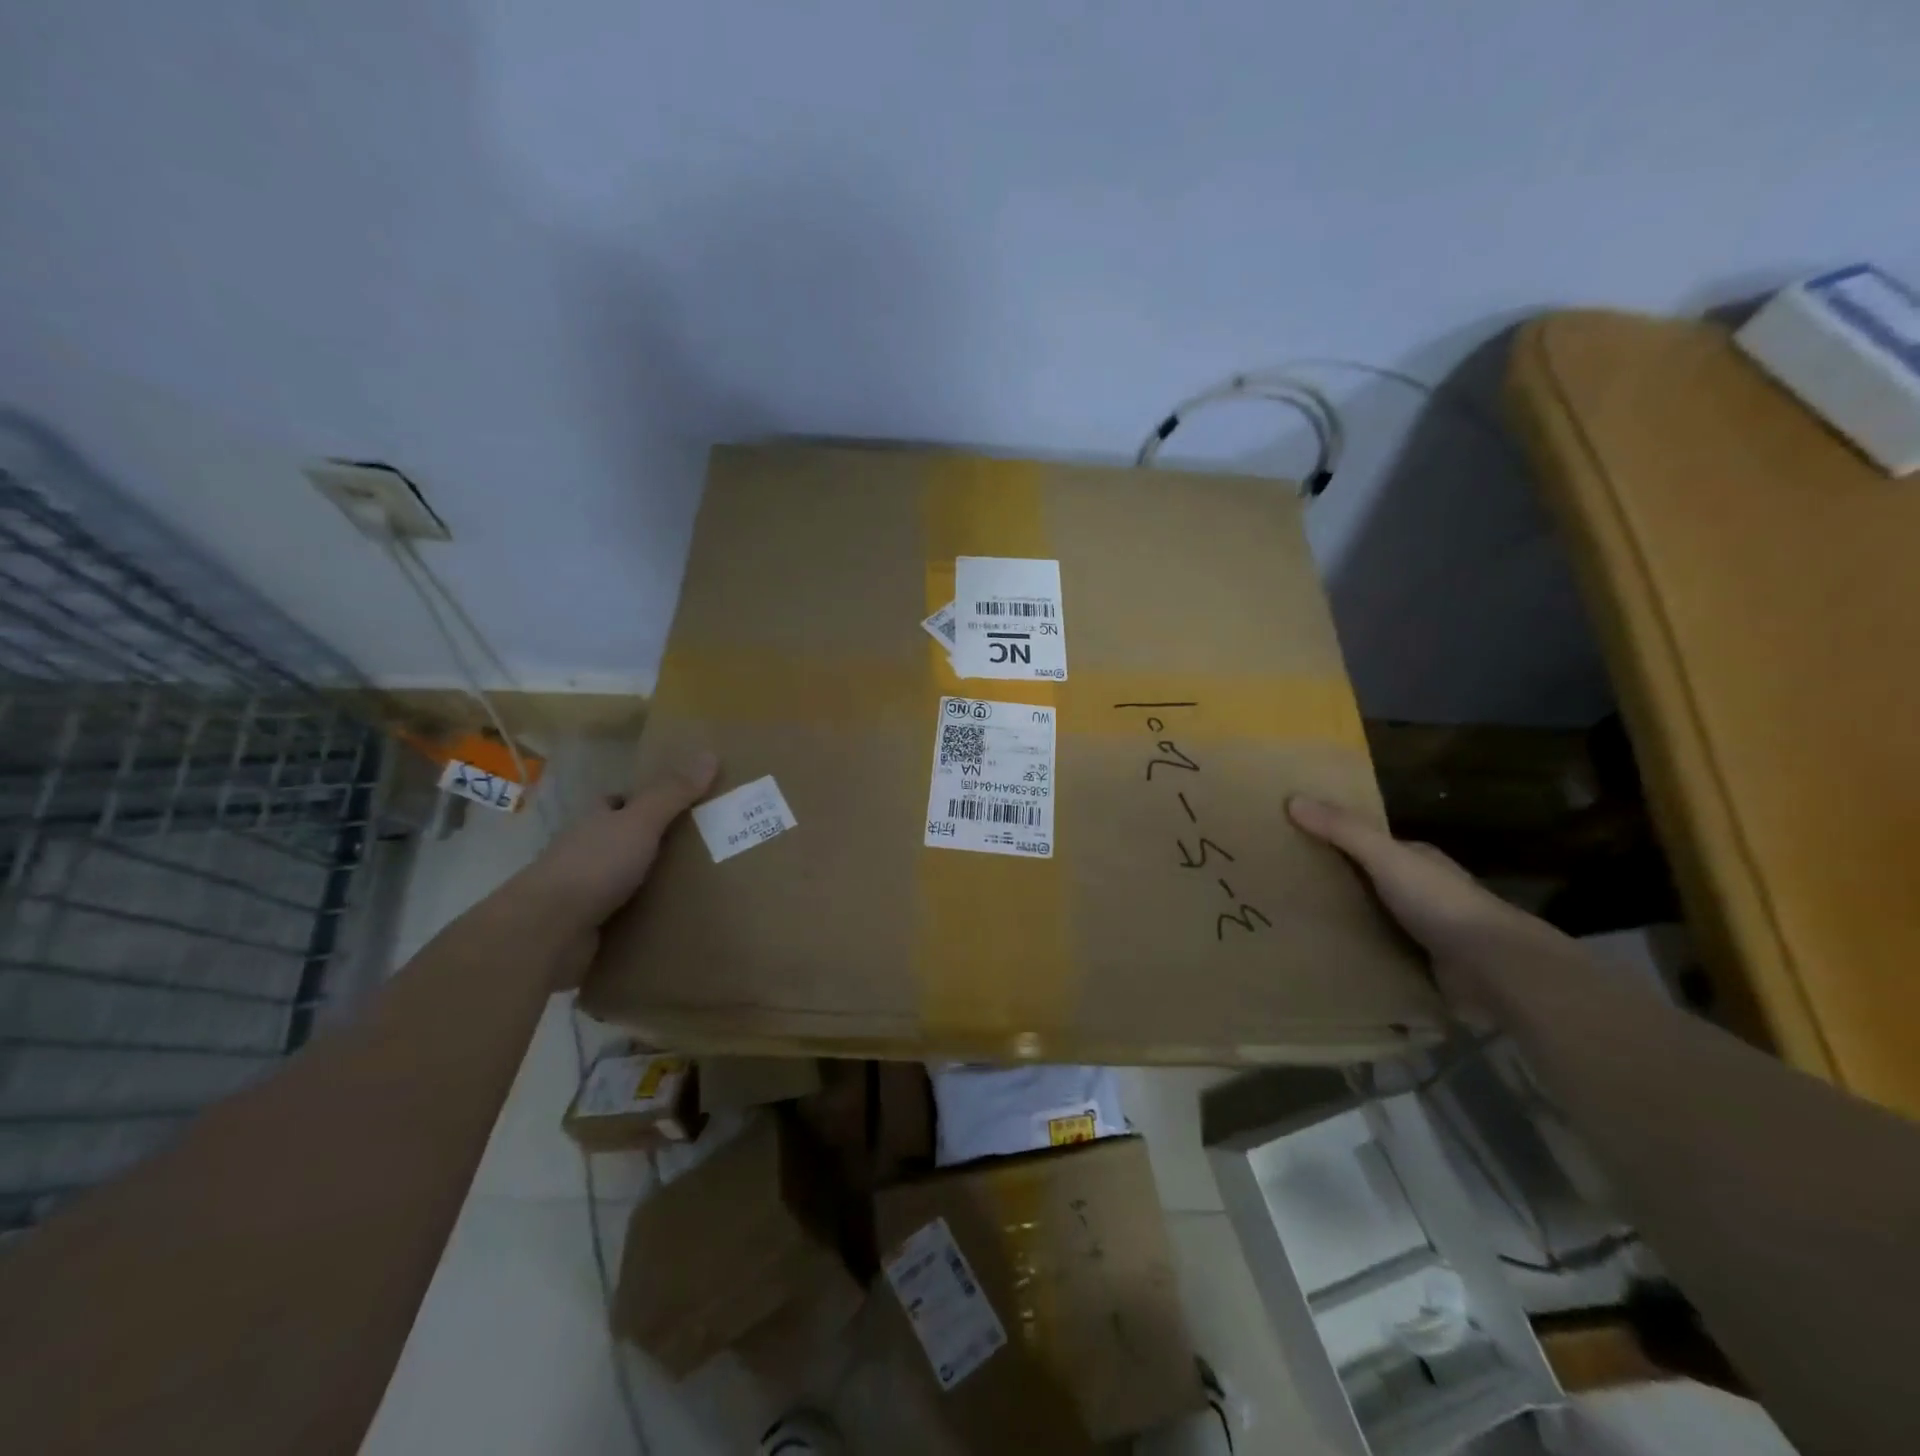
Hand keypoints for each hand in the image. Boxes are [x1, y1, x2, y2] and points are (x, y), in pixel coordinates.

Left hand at [514, 750, 718, 939]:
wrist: (547, 931)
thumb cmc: (594, 864)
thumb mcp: (640, 822)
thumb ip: (672, 793)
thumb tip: (709, 754)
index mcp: (594, 820)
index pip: (616, 802)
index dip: (643, 800)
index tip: (680, 804)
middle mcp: (585, 850)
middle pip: (623, 839)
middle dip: (654, 841)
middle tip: (701, 845)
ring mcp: (583, 890)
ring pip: (624, 878)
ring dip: (651, 881)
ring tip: (697, 884)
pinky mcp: (587, 925)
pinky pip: (624, 914)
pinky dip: (644, 915)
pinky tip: (672, 919)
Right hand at [1287, 795, 1579, 1012]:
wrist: (1493, 968)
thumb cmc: (1439, 902)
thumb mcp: (1385, 857)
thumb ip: (1342, 830)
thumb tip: (1292, 798)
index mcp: (1415, 860)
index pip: (1368, 844)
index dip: (1333, 840)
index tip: (1292, 844)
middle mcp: (1421, 892)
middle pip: (1367, 882)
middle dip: (1333, 884)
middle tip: (1282, 888)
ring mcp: (1424, 931)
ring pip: (1372, 920)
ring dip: (1343, 923)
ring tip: (1293, 926)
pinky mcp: (1422, 967)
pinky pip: (1380, 955)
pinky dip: (1357, 956)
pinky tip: (1325, 959)